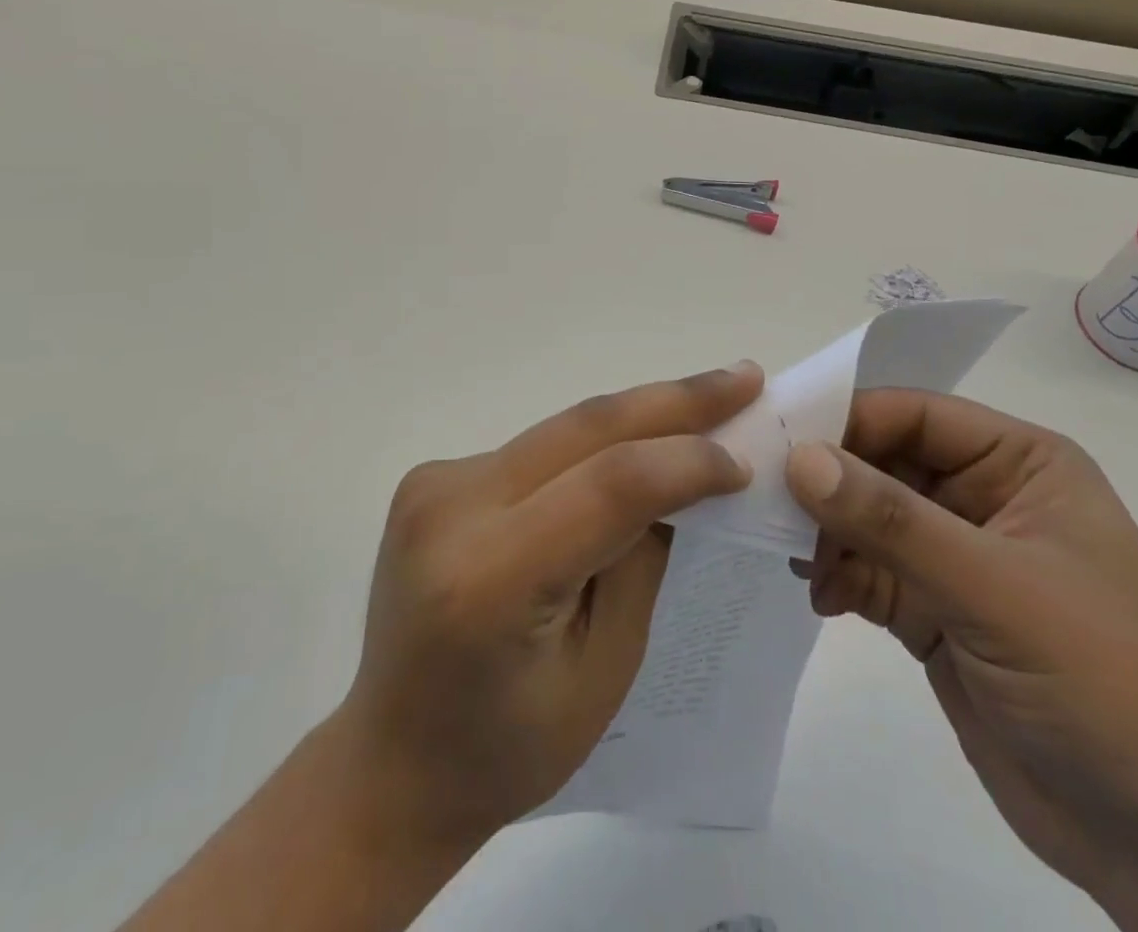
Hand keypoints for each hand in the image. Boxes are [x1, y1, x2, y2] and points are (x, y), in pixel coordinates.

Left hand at [123, 361, 761, 931]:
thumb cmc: (510, 747)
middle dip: (673, 401)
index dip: (685, 462)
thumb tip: (682, 476)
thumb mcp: (604, 670)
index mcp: (488, 580)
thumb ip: (642, 559)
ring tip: (709, 399)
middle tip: (744, 379)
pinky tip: (640, 438)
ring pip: (563, 430)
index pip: (608, 486)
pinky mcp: (435, 476)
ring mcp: (435, 484)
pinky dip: (596, 441)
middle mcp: (451, 510)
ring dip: (639, 414)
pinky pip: (539, 448)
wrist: (393, 758)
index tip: (745, 458)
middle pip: (583, 430)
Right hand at [785, 392, 1137, 931]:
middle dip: (826, 480)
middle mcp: (983, 496)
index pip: (913, 415)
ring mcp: (956, 556)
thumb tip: (798, 458)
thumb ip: (892, 521)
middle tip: (762, 498)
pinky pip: (868, 569)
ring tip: (790, 551)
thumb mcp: (997, 589)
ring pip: (867, 516)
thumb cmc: (1105, 685)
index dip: (845, 420)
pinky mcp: (934, 610)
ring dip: (826, 530)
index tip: (775, 441)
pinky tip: (817, 593)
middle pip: (882, 462)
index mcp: (1019, 463)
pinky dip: (836, 574)